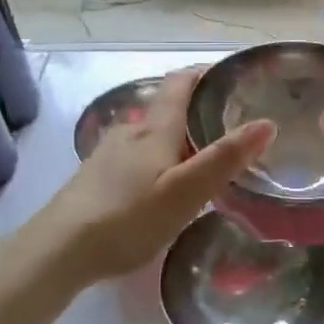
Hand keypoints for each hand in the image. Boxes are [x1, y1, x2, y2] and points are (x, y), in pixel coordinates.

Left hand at [29, 67, 274, 284]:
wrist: (57, 250)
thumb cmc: (127, 218)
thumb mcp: (185, 192)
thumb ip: (225, 158)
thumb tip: (266, 122)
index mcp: (155, 129)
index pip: (181, 82)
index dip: (206, 72)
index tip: (234, 76)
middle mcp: (130, 131)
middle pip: (168, 109)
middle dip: (198, 112)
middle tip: (231, 128)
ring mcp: (108, 153)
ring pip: (151, 135)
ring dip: (177, 139)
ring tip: (202, 161)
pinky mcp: (95, 176)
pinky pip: (136, 156)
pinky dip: (157, 160)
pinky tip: (162, 187)